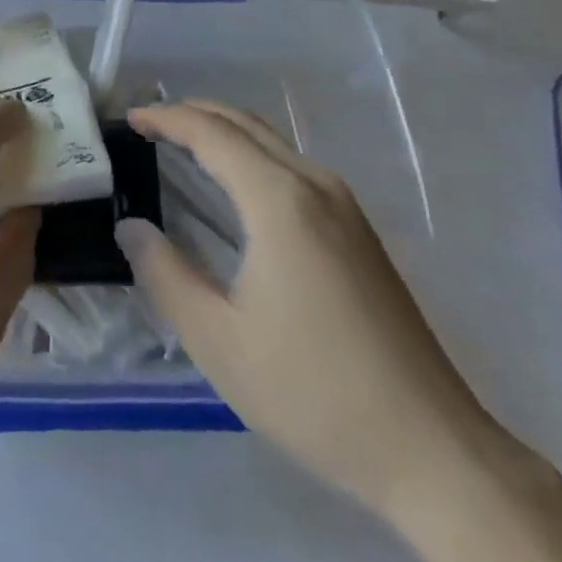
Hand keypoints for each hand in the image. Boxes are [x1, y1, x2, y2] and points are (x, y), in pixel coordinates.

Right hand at [114, 101, 494, 515]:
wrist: (432, 449)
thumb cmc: (314, 393)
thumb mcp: (219, 342)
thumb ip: (165, 274)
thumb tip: (132, 228)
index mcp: (279, 200)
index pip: (211, 133)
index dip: (166, 118)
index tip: (129, 120)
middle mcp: (314, 184)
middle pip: (244, 123)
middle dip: (192, 112)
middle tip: (148, 123)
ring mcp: (344, 203)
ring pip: (271, 141)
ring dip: (223, 130)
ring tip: (181, 143)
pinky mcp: (359, 227)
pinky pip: (292, 164)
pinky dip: (250, 153)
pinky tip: (235, 183)